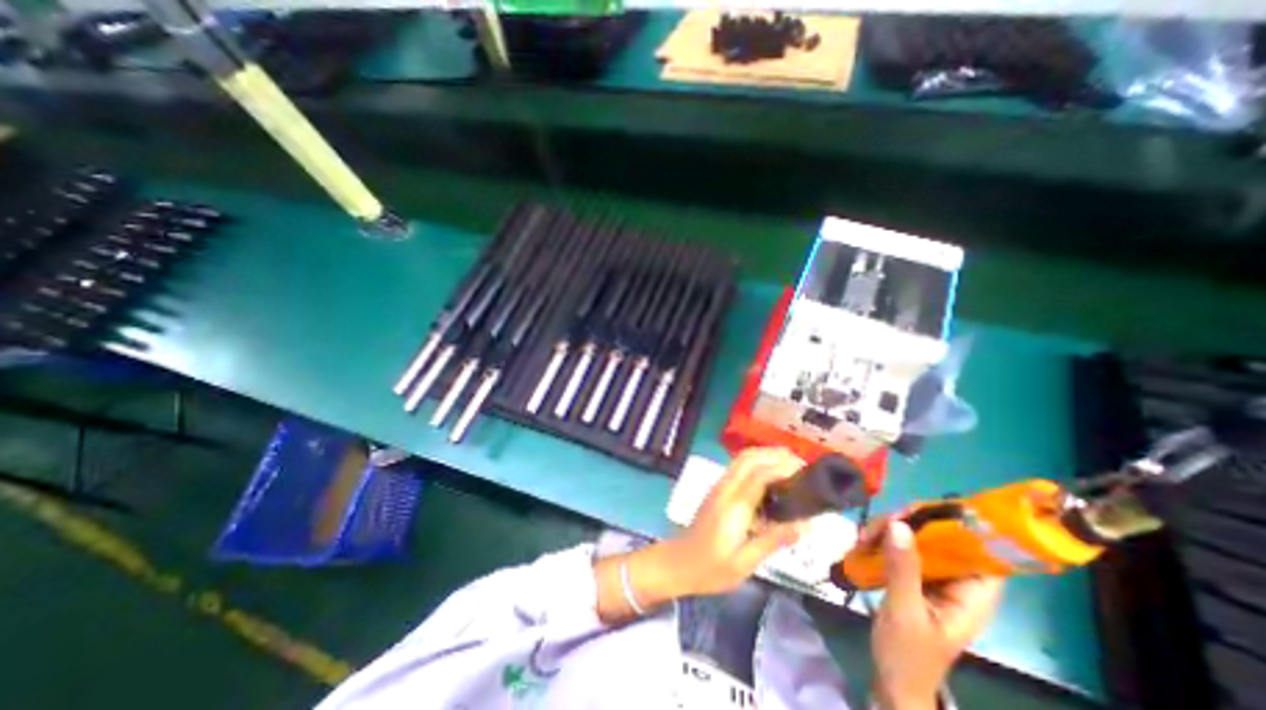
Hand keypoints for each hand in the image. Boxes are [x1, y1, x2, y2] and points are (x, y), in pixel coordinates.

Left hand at [664, 446, 811, 596]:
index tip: (806, 472)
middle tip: (801, 464)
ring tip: (790, 465)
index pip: (759, 475)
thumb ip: (773, 540)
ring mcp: (719, 487)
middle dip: (775, 454)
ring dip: (765, 455)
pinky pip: (738, 468)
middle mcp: (725, 489)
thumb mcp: (745, 562)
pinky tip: (771, 477)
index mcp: (733, 506)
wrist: (678, 562)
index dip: (783, 468)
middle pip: (748, 458)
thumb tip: (804, 525)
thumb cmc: (712, 568)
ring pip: (741, 459)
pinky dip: (756, 463)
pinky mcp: (717, 490)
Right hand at [871, 516, 998, 709]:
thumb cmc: (907, 655)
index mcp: (970, 597)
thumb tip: (899, 524)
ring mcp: (933, 580)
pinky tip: (863, 544)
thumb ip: (903, 568)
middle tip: (880, 524)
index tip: (923, 510)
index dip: (960, 527)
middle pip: (942, 539)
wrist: (892, 684)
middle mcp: (956, 584)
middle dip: (910, 525)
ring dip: (890, 532)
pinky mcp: (913, 580)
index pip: (983, 553)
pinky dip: (883, 542)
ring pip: (918, 541)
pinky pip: (901, 550)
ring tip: (863, 537)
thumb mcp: (904, 611)